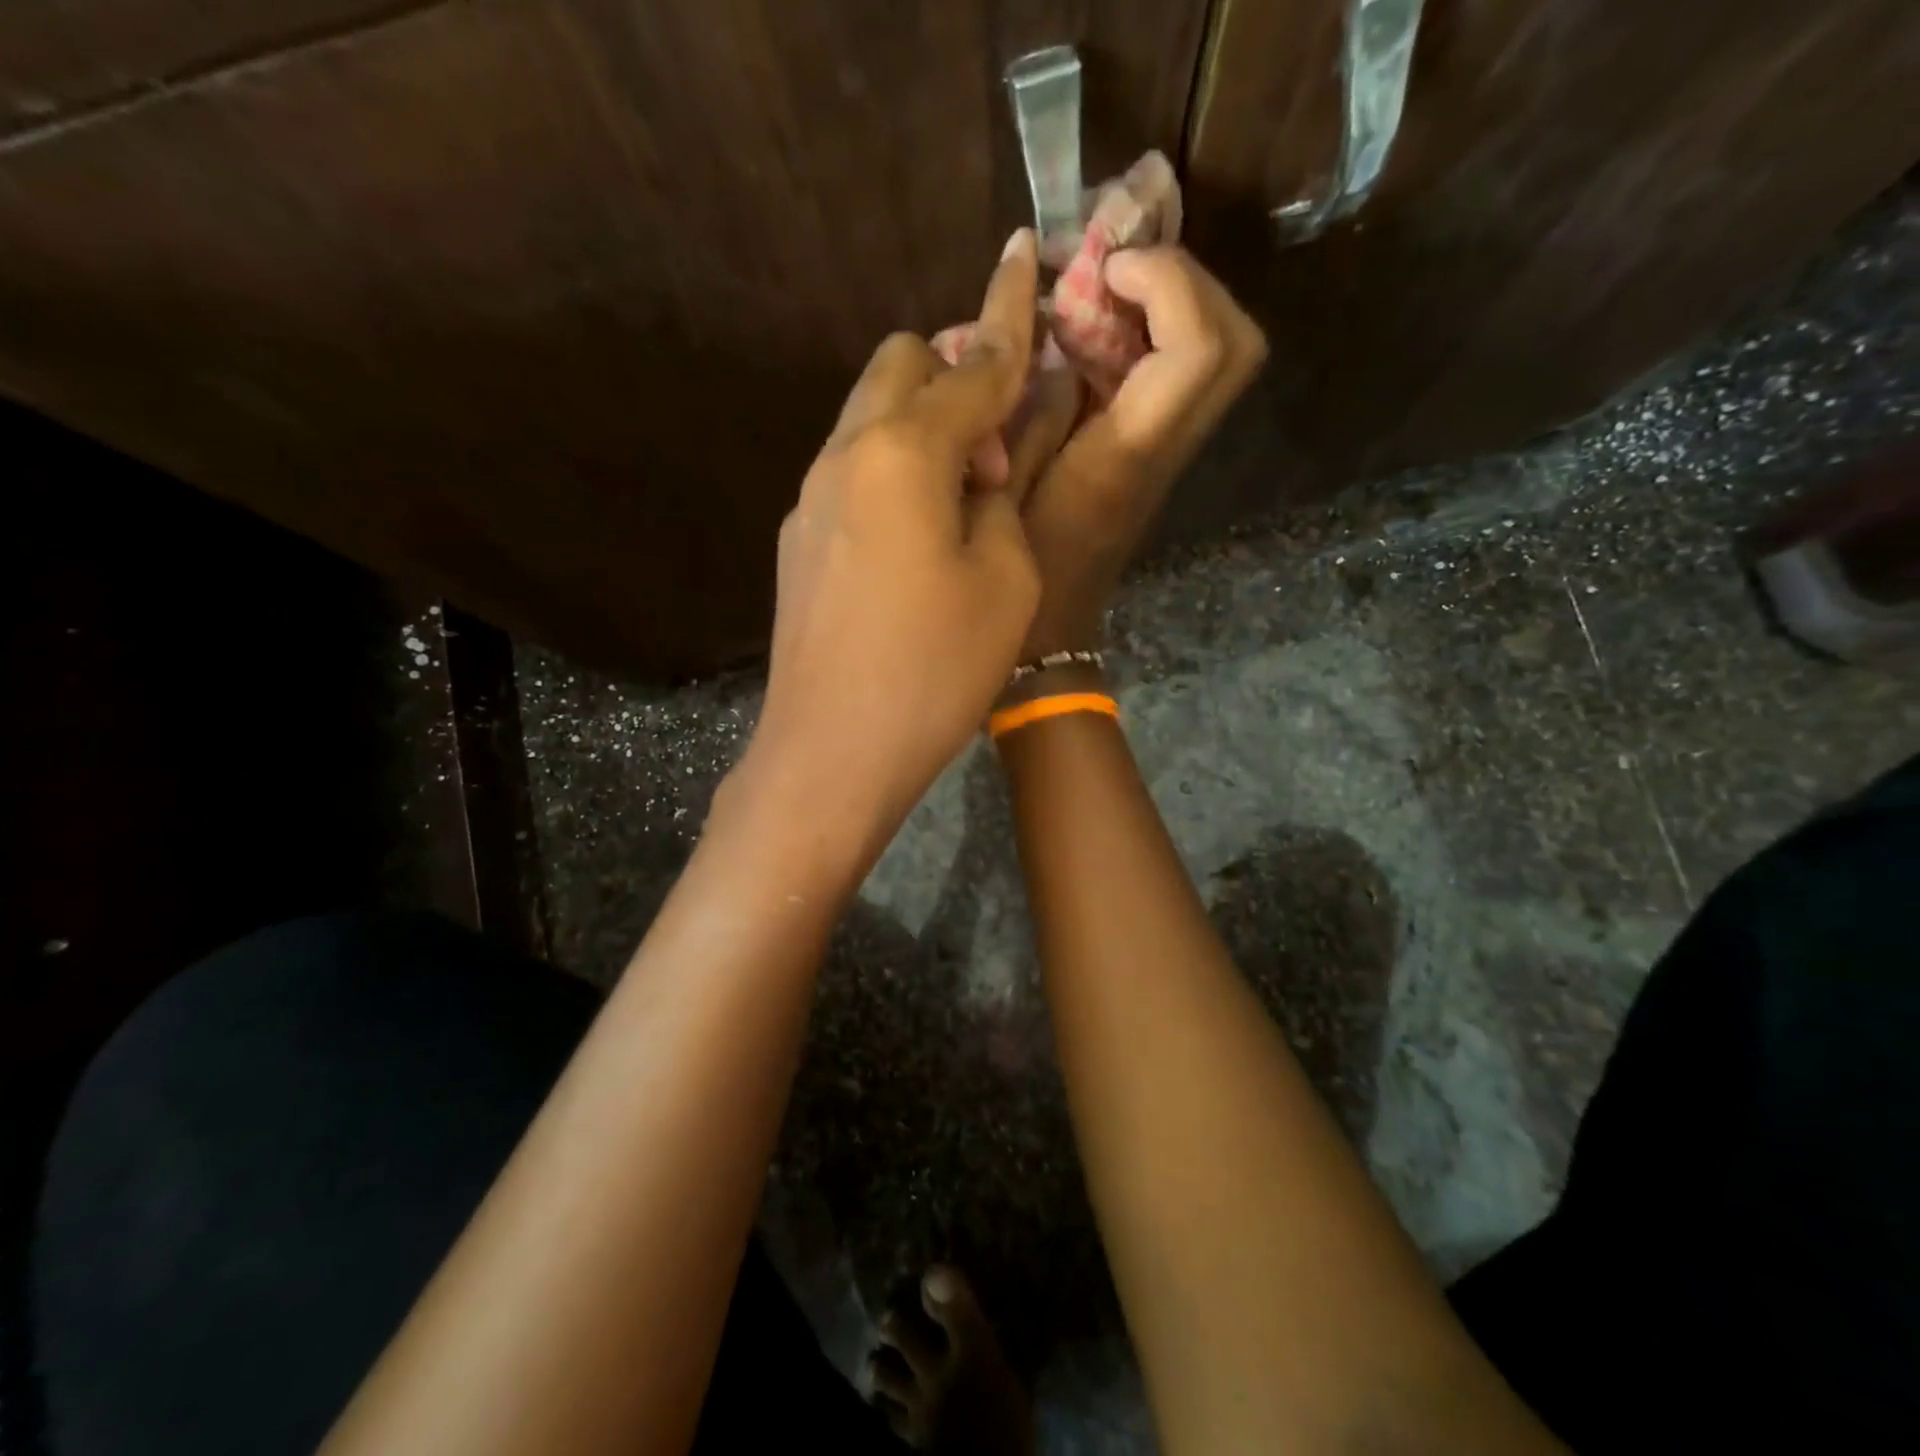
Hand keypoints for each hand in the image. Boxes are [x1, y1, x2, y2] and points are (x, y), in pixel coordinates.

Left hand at [739, 230, 1043, 855]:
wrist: (831, 752)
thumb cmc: (934, 671)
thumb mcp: (1005, 580)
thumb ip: (1007, 493)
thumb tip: (998, 450)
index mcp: (902, 452)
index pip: (972, 368)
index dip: (1010, 322)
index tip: (1023, 258)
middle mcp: (845, 455)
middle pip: (899, 366)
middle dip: (956, 376)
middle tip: (998, 452)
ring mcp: (810, 497)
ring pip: (868, 417)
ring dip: (922, 425)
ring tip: (963, 498)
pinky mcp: (798, 539)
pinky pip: (851, 470)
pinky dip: (891, 470)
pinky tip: (917, 533)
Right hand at [1014, 247, 1266, 658]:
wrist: (1050, 634)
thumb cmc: (1013, 571)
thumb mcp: (1002, 488)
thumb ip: (1031, 412)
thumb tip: (1059, 347)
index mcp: (1126, 457)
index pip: (1199, 349)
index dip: (1169, 283)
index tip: (1107, 268)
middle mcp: (1167, 450)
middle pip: (1240, 344)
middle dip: (1189, 283)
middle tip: (1118, 272)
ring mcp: (1170, 456)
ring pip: (1224, 357)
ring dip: (1175, 304)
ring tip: (1107, 292)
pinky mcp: (1156, 458)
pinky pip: (1186, 376)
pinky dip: (1156, 334)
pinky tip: (1098, 334)